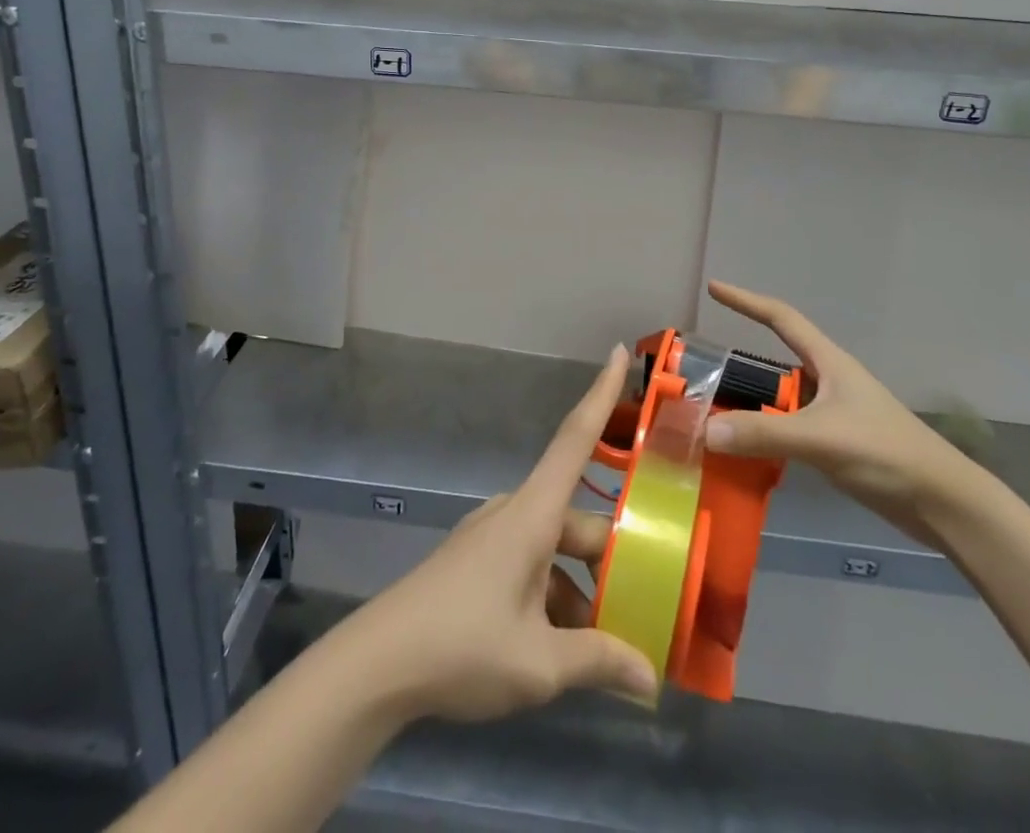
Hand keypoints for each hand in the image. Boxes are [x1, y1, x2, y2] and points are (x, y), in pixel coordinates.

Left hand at [340, 344, 659, 722]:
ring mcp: (491, 537)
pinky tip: (559, 649)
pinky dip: (551, 596)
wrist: (377, 665)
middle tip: (646, 605)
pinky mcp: (475, 561)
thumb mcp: (539, 663)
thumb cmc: (462, 645)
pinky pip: (529, 564)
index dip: (602, 393)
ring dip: (579, 589)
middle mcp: (515, 512)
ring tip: (604, 649)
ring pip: (554, 549)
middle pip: (576, 520)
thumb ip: (599, 662)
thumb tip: (651, 679)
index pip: (576, 438)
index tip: (620, 352)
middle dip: (610, 560)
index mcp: (533, 514)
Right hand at [702, 281, 988, 548]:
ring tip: (713, 413)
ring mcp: (834, 414)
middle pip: (775, 361)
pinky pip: (789, 428)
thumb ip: (763, 434)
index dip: (746, 300)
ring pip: (781, 399)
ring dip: (751, 403)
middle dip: (740, 364)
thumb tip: (704, 430)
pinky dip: (765, 433)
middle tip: (702, 372)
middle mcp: (829, 381)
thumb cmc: (886, 453)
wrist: (944, 504)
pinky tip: (746, 450)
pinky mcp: (838, 445)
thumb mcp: (821, 439)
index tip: (714, 289)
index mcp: (828, 362)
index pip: (780, 317)